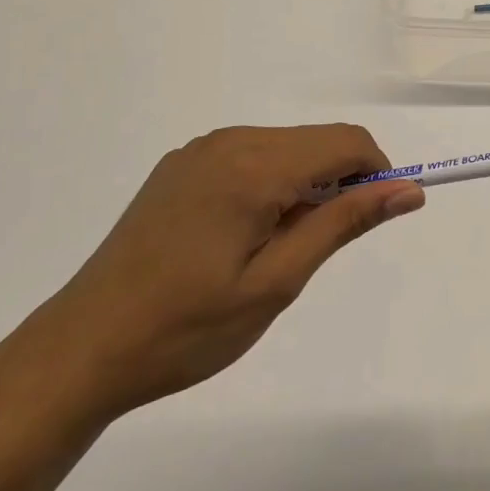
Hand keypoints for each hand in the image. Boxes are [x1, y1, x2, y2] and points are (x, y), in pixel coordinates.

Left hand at [9, 124, 424, 426]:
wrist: (82, 350)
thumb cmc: (187, 328)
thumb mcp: (276, 282)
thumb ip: (344, 223)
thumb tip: (407, 189)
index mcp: (254, 166)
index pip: (346, 142)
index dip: (378, 172)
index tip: (378, 217)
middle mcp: (229, 142)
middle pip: (318, 140)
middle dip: (342, 180)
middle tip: (321, 246)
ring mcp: (201, 150)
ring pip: (287, 146)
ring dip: (307, 182)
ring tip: (281, 246)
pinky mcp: (182, 165)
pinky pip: (251, 155)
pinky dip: (273, 181)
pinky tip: (246, 233)